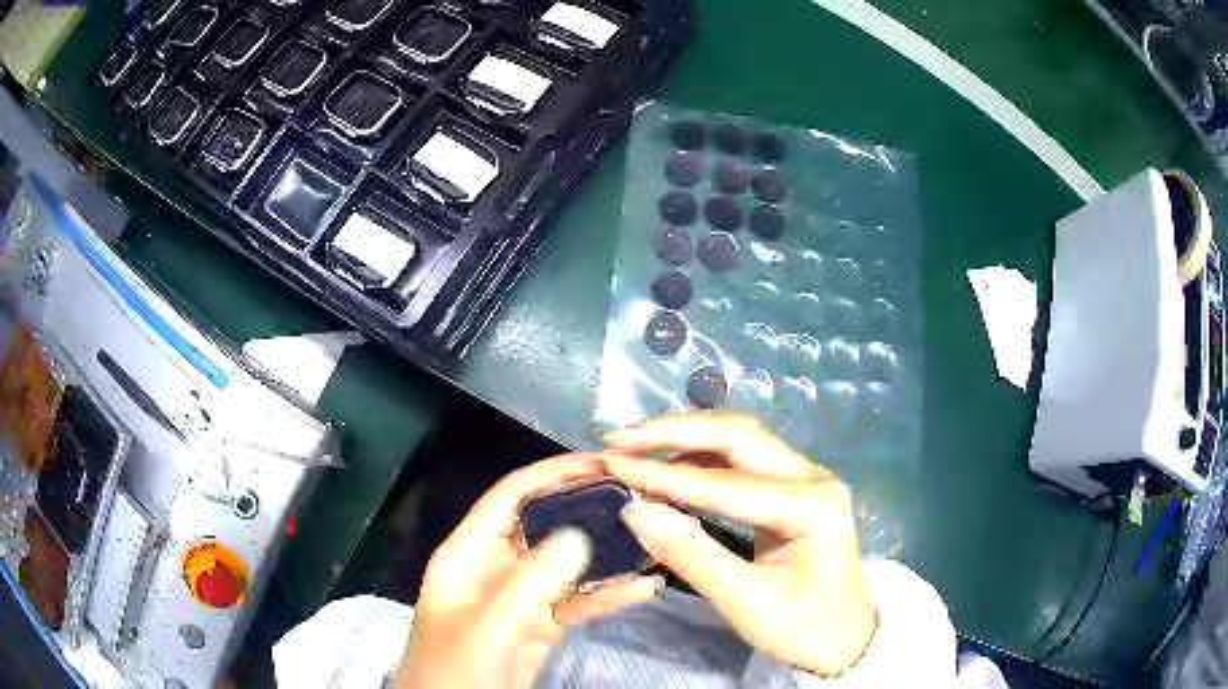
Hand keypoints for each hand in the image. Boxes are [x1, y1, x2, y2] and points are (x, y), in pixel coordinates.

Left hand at [396, 455, 662, 688]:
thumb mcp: (490, 625)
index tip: (604, 462)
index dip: (552, 473)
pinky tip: (642, 589)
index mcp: (468, 553)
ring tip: (653, 539)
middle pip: (544, 526)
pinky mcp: (538, 626)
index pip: (511, 496)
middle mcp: (494, 567)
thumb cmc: (456, 669)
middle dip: (589, 512)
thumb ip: (531, 580)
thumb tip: (580, 532)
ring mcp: (518, 598)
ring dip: (606, 556)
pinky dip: (606, 596)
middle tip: (641, 499)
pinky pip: (575, 602)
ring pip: (566, 565)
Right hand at [604, 415, 876, 676]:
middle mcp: (812, 476)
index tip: (611, 464)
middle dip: (674, 432)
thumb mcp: (744, 601)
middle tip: (619, 438)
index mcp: (809, 504)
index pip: (724, 482)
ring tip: (636, 446)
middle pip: (738, 435)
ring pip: (741, 440)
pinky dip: (703, 458)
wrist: (844, 640)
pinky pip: (745, 461)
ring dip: (687, 438)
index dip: (663, 474)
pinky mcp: (794, 489)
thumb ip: (690, 554)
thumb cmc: (801, 627)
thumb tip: (634, 510)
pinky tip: (673, 466)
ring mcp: (806, 478)